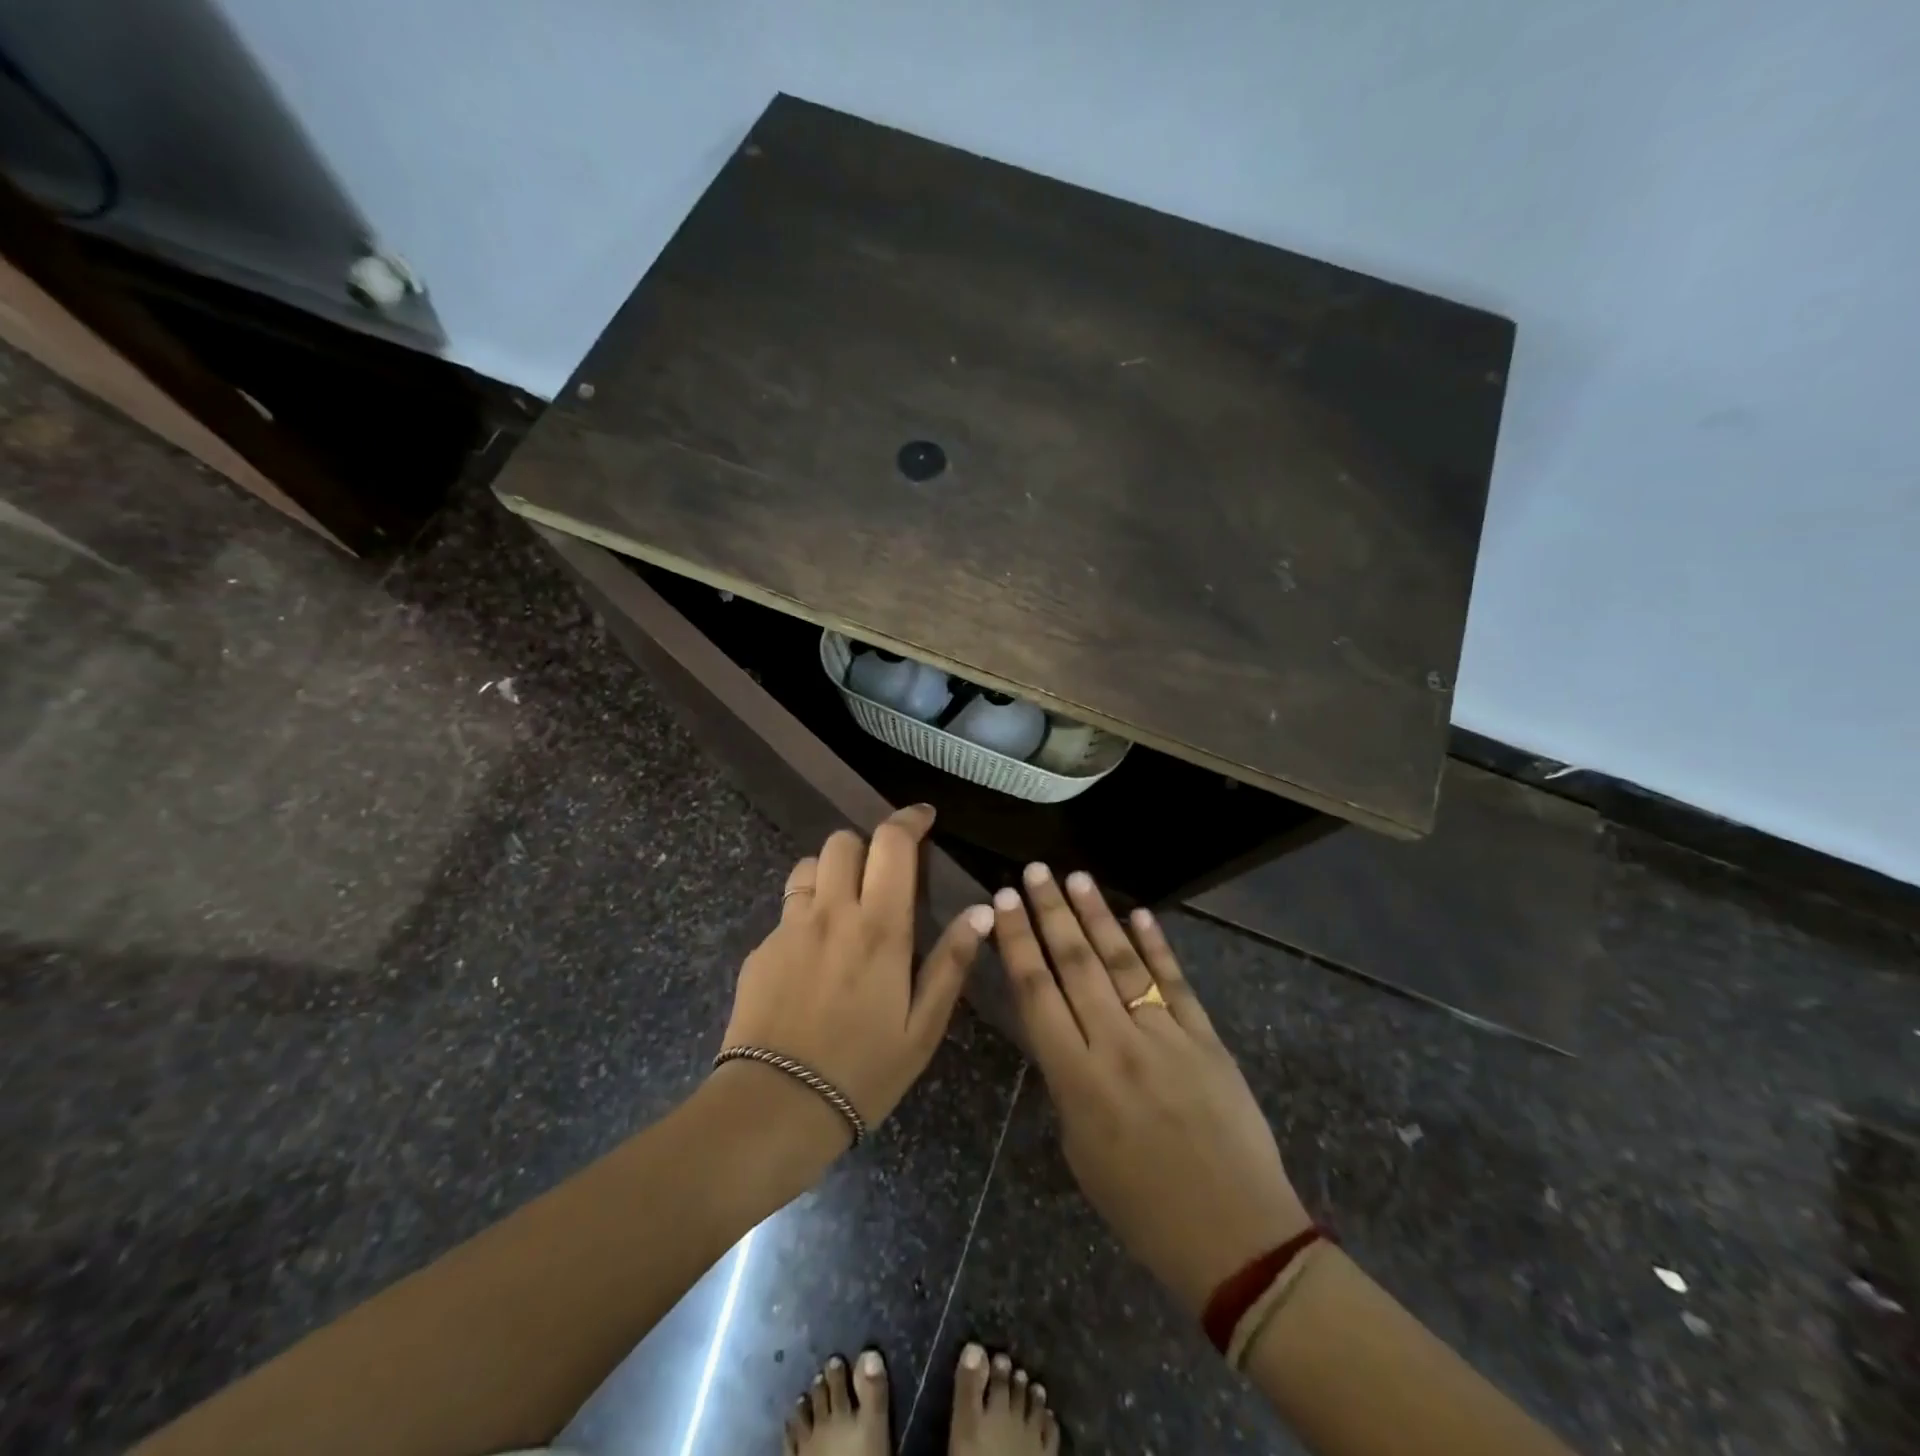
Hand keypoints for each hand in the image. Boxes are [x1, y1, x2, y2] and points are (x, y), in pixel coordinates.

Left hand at [717, 805, 994, 1144]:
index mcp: (879, 927)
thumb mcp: (923, 1027)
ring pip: (810, 866)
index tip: (923, 817)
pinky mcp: (761, 949)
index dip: (909, 820)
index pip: (892, 844)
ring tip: (846, 907)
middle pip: (843, 841)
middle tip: (883, 877)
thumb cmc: (862, 1071)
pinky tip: (814, 956)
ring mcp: (789, 928)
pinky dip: (806, 912)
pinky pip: (787, 909)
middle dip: (867, 845)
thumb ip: (951, 963)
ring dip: (832, 873)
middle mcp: (832, 913)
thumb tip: (983, 911)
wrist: (775, 1107)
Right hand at [993, 864, 1310, 1313]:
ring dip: (1097, 916)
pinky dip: (1157, 946)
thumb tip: (1063, 1033)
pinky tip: (1140, 914)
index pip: (1037, 992)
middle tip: (1035, 872)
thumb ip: (1067, 1083)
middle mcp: (1117, 1045)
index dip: (1018, 942)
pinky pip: (1176, 983)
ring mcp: (1166, 1037)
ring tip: (1076, 876)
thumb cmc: (1142, 1208)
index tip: (1005, 900)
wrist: (1235, 1236)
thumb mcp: (1080, 1151)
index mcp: (1077, 1079)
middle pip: (1076, 964)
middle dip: (1051, 912)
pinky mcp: (1207, 1039)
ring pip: (1123, 962)